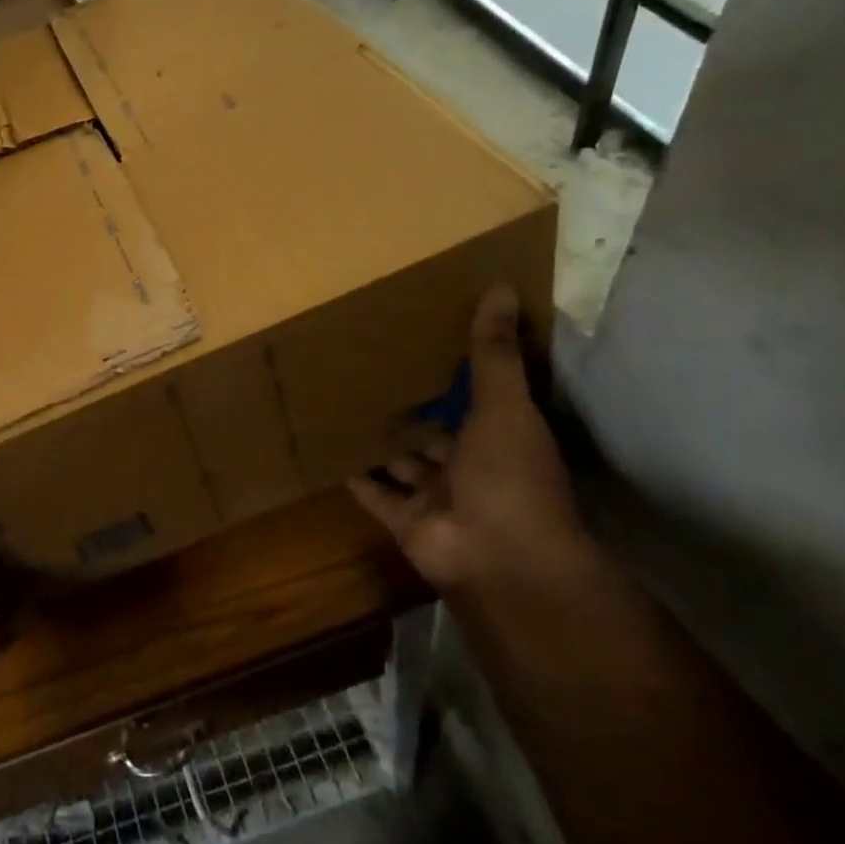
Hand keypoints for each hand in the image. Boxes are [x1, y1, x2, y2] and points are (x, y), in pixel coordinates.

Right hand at [348, 285, 583, 596]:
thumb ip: (495, 352)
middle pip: (437, 434)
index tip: (428, 344)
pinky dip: (359, 479)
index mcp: (501, 437)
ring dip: (384, 444)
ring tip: (349, 408)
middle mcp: (471, 467)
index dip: (457, 377)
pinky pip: (377, 495)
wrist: (498, 557)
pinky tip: (335, 454)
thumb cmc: (509, 476)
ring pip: (405, 464)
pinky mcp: (406, 521)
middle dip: (414, 411)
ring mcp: (437, 498)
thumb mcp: (505, 405)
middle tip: (376, 374)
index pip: (478, 401)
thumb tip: (502, 286)